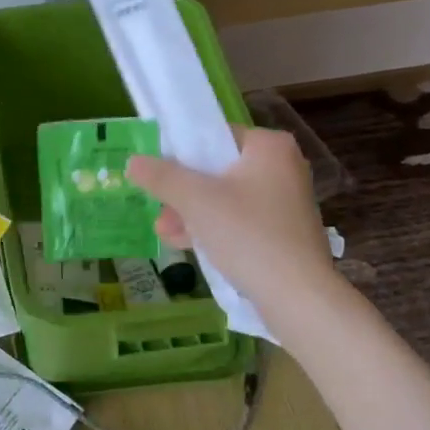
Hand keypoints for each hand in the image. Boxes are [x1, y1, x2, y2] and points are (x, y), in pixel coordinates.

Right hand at [126, 128, 343, 337]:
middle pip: (216, 170)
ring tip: (165, 233)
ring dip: (190, 214)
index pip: (215, 135)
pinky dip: (212, 228)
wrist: (296, 294)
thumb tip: (133, 161)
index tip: (158, 175)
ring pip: (224, 198)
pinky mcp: (281, 231)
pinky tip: (187, 245)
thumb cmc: (247, 234)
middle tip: (159, 210)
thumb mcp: (195, 200)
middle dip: (182, 193)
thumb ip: (161, 177)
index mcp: (268, 147)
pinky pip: (238, 220)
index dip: (181, 153)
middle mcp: (282, 167)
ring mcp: (284, 201)